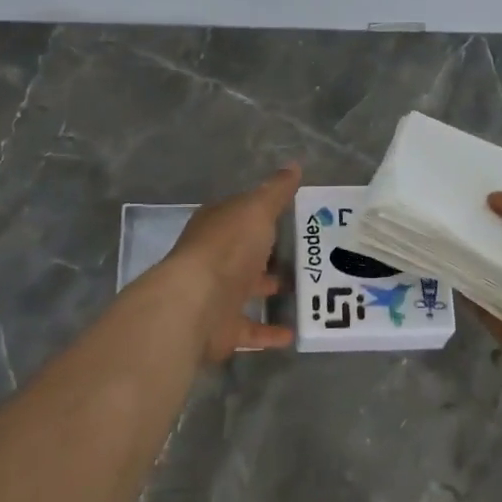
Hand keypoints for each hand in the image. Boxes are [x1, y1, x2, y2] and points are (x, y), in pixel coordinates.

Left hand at [162, 164, 300, 360]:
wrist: (196, 303)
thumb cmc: (227, 248)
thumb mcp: (257, 210)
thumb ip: (276, 192)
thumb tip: (293, 166)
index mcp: (217, 226)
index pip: (240, 215)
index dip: (263, 213)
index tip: (293, 215)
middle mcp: (213, 258)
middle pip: (243, 253)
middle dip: (268, 254)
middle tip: (305, 255)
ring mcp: (215, 294)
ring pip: (246, 290)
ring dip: (269, 290)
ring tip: (305, 291)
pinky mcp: (221, 328)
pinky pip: (250, 329)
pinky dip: (269, 332)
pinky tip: (293, 334)